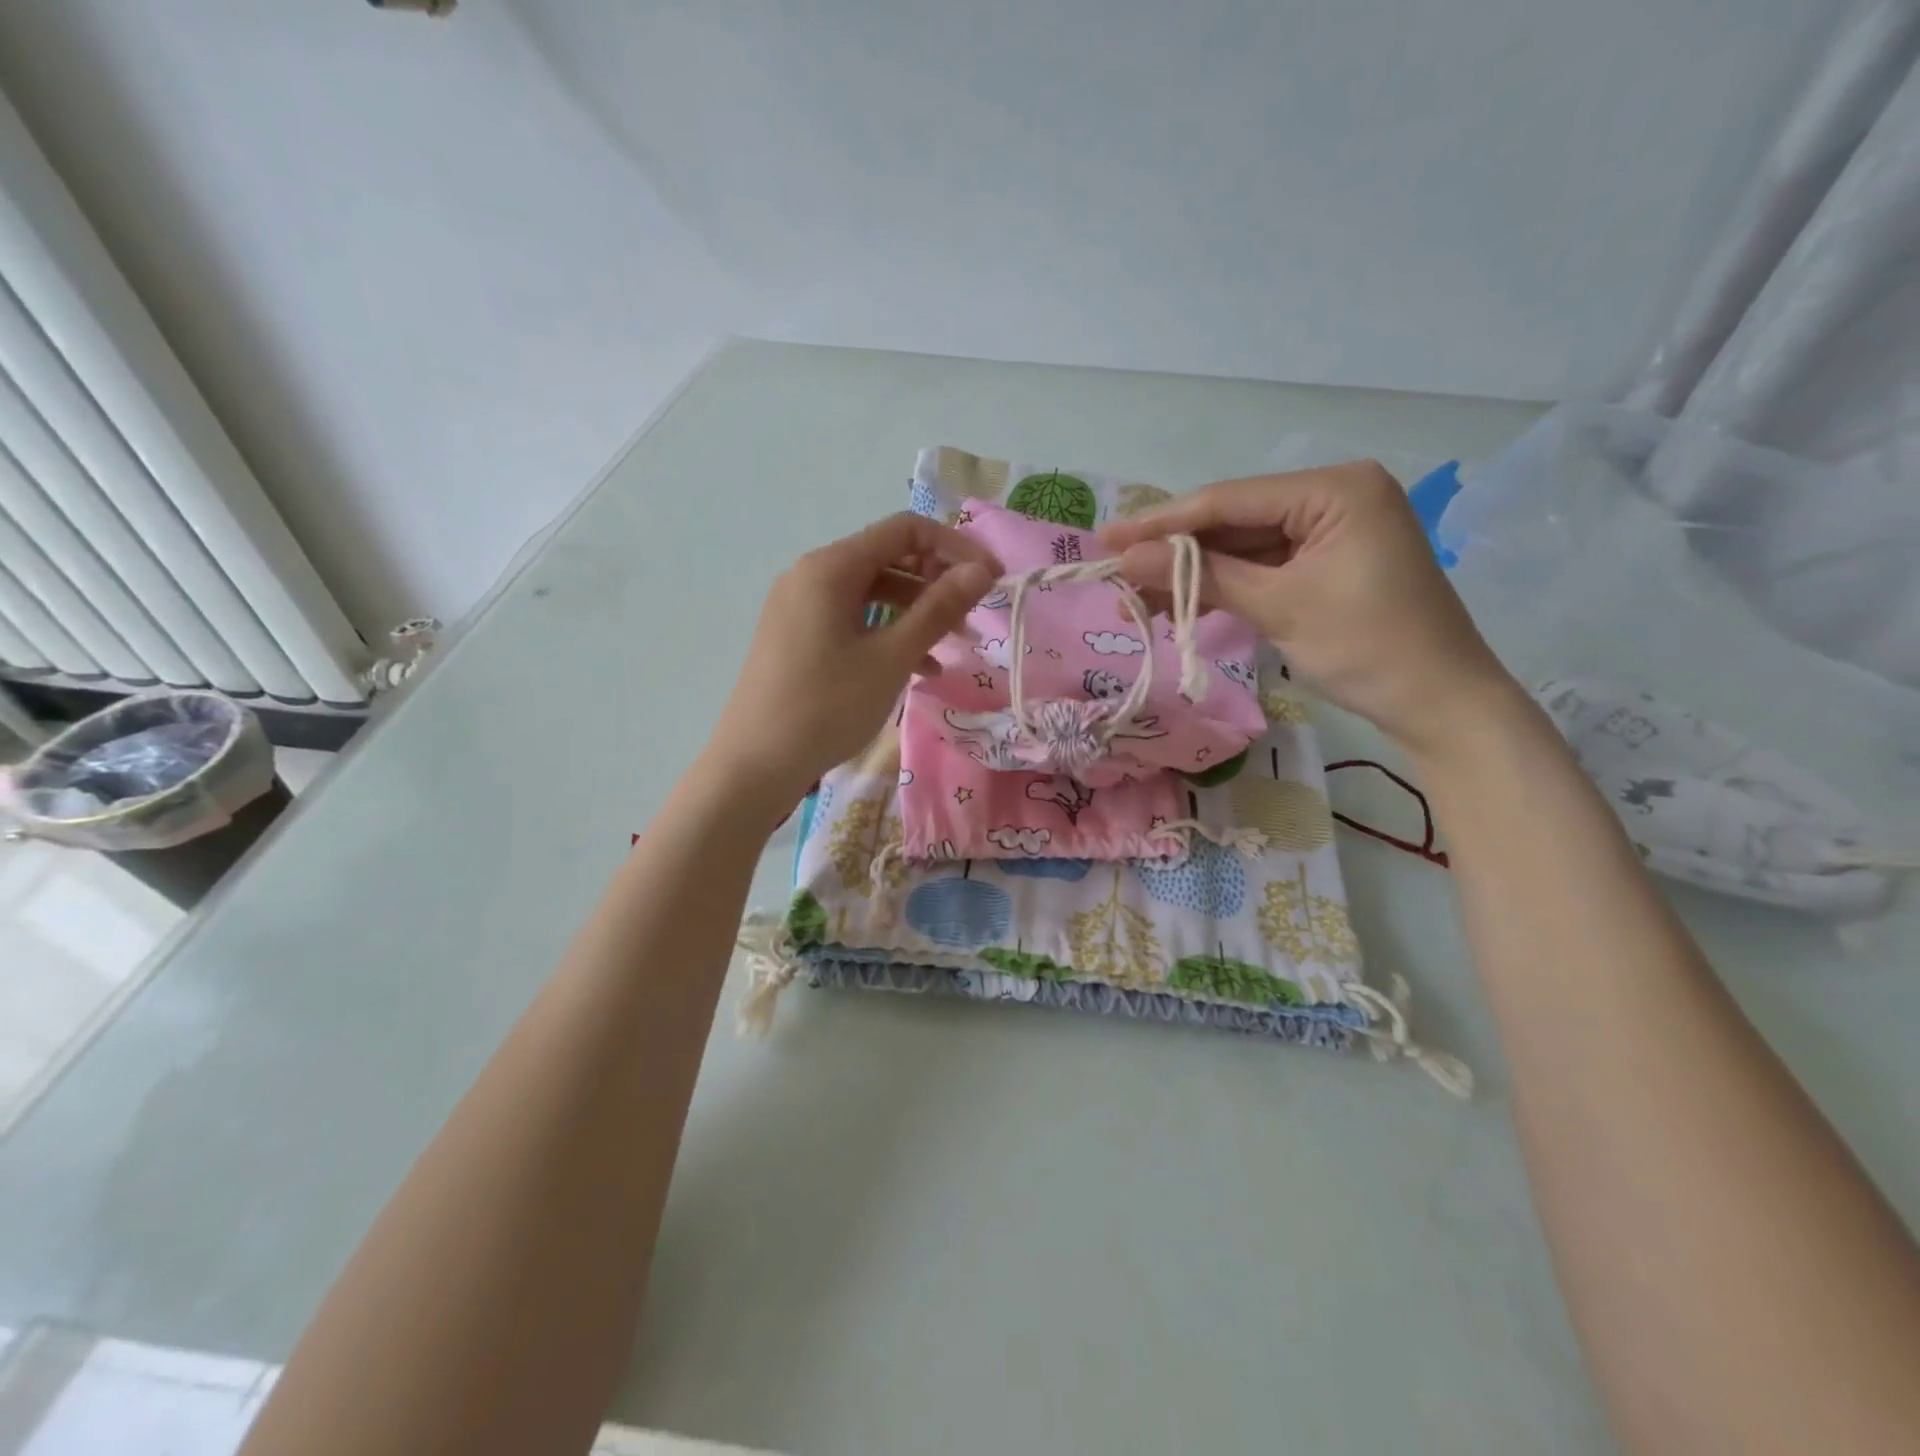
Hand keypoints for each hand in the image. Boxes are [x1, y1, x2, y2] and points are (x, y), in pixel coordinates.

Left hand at [706, 513, 1000, 808]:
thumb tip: (980, 570)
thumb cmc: (827, 706)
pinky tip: (918, 668)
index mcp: (831, 567)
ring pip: (872, 593)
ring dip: (916, 612)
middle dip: (936, 583)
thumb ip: (938, 609)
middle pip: (888, 559)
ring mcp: (800, 606)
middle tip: (973, 618)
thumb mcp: (891, 657)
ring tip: (953, 646)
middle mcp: (812, 574)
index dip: (955, 546)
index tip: (992, 578)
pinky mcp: (797, 635)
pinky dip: (887, 633)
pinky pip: (852, 619)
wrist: (755, 764)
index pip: (904, 530)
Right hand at [1098, 462, 1516, 754]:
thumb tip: (1129, 558)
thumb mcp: (1279, 606)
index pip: (1229, 500)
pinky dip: (1223, 588)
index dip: (1162, 522)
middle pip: (1232, 521)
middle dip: (1174, 552)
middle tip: (1114, 572)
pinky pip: (1261, 568)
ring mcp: (1329, 531)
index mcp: (1334, 488)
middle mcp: (1332, 496)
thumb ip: (1202, 575)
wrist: (1438, 703)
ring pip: (1241, 547)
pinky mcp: (1324, 563)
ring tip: (1137, 599)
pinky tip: (1182, 606)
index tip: (1107, 539)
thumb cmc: (1367, 647)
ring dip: (1193, 574)